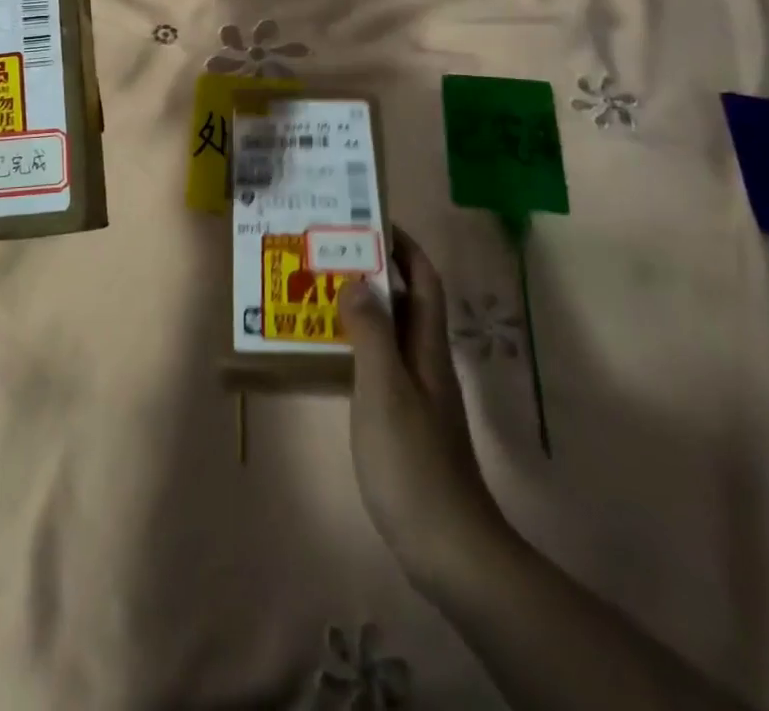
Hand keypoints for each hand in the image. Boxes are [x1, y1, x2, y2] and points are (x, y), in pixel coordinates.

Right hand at [339, 231, 504, 589]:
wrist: (447, 547)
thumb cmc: (412, 461)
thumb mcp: (385, 390)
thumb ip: (371, 333)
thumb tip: (357, 279)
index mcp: (427, 348)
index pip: (424, 281)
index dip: (405, 248)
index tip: (372, 221)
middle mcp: (426, 362)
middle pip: (408, 302)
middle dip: (377, 270)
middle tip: (332, 252)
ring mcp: (418, 393)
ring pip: (392, 332)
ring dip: (364, 306)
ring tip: (321, 292)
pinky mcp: (405, 421)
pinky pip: (381, 364)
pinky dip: (358, 345)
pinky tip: (330, 353)